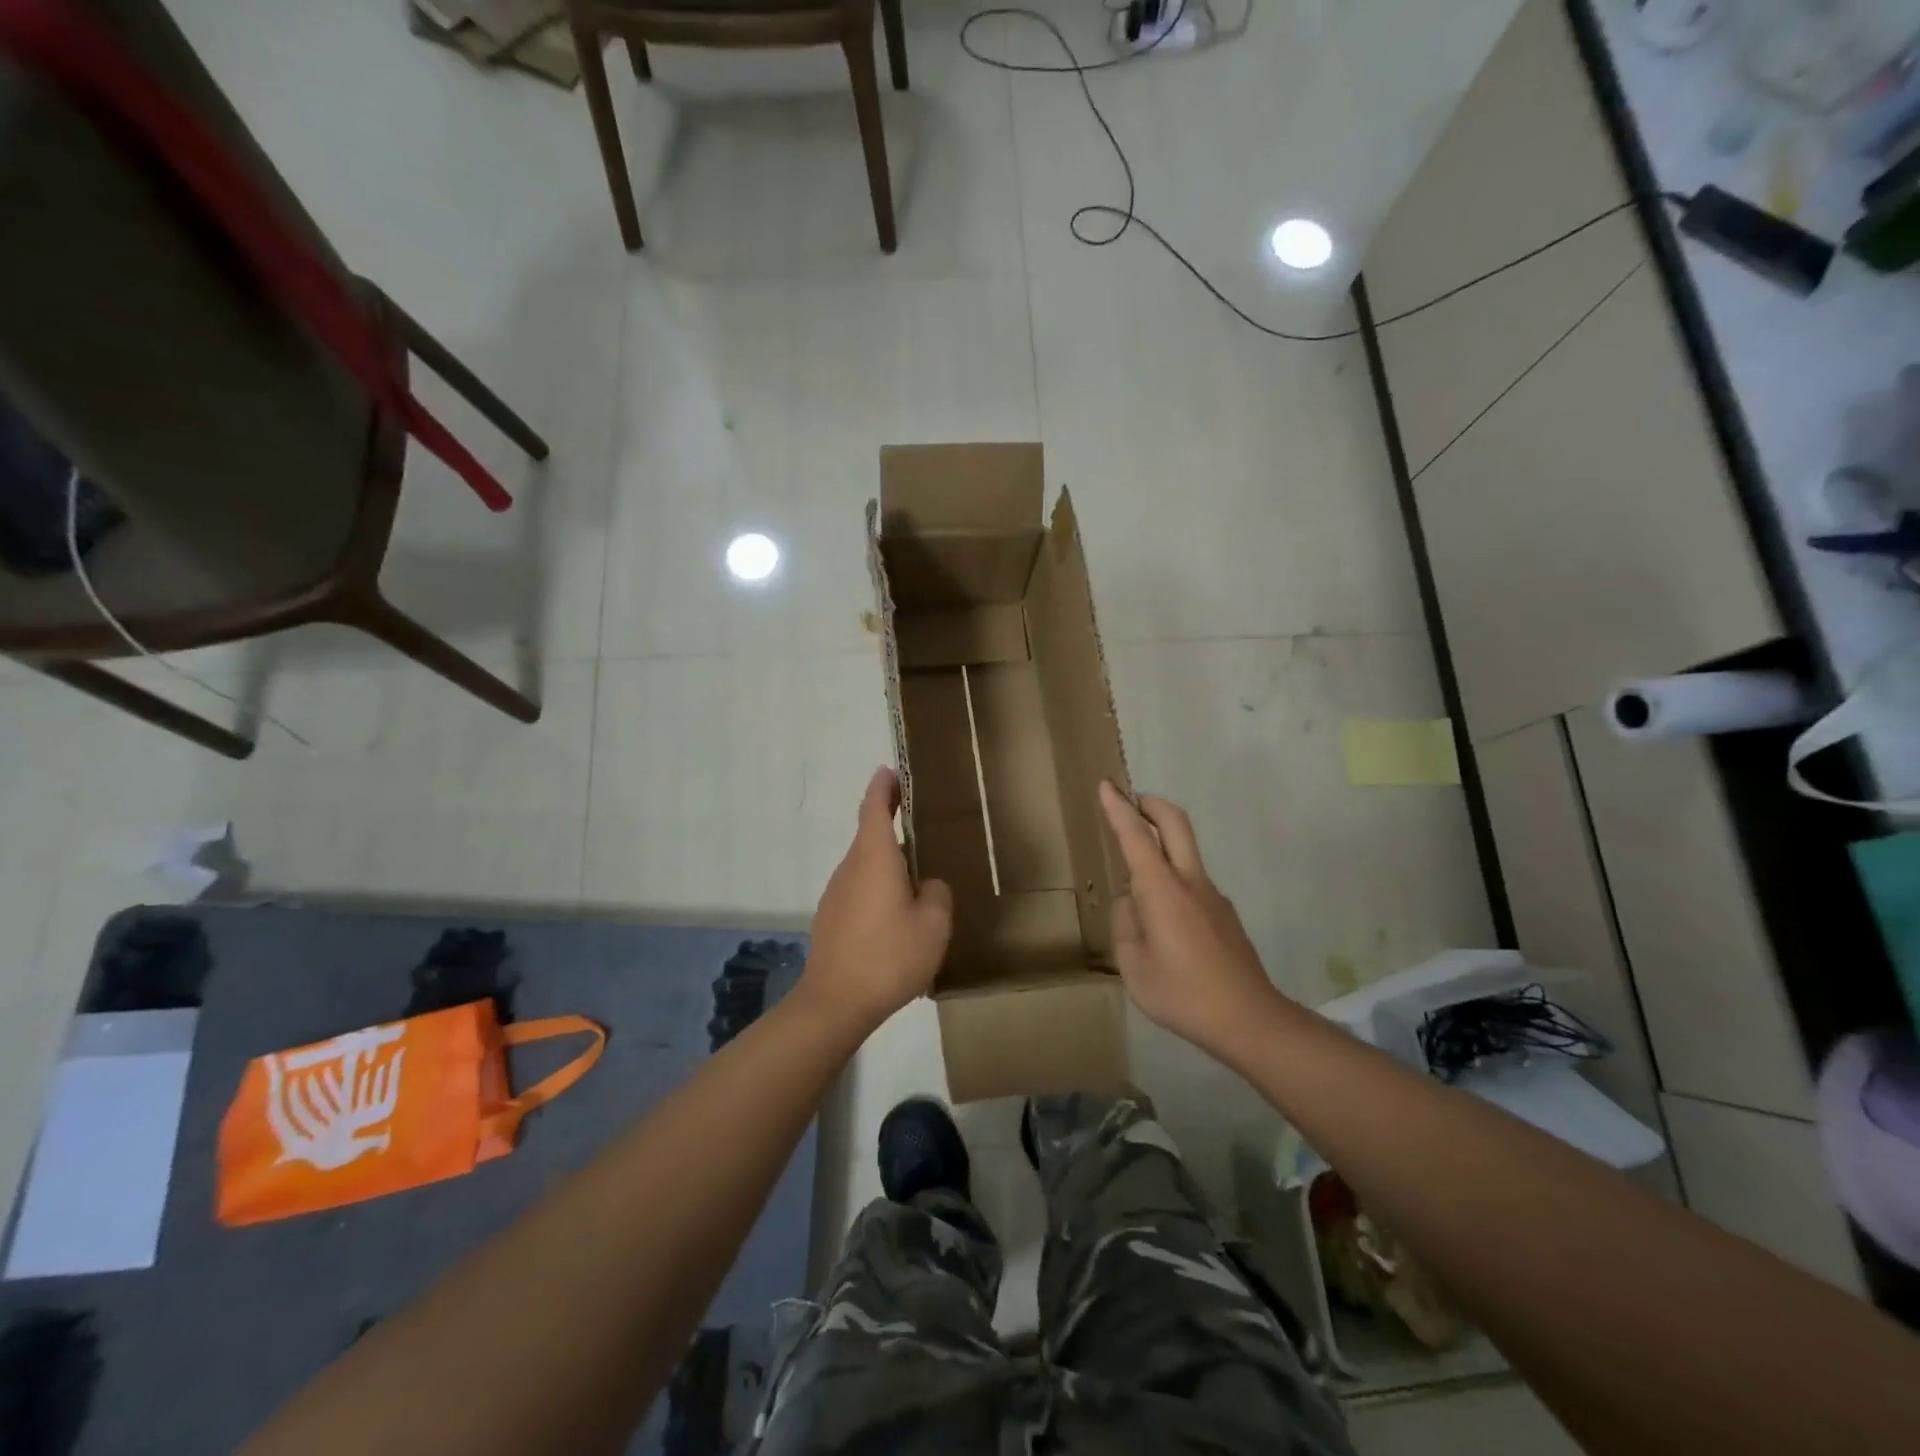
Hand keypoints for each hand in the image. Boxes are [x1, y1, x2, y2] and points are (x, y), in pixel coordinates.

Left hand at [801, 767, 952, 1032]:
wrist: (834, 1003)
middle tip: (920, 829)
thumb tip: (926, 885)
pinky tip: (895, 920)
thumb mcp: (933, 924)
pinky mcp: (830, 920)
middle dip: (891, 827)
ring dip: (887, 866)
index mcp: (874, 858)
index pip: (874, 808)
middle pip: (869, 837)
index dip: (883, 787)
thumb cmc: (888, 956)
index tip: (890, 771)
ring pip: (865, 868)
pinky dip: (877, 891)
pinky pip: (859, 892)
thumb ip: (936, 893)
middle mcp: (850, 868)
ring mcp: (835, 895)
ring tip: (916, 883)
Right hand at [1099, 781, 1285, 1059]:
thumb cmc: (1183, 993)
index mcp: (1162, 889)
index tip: (1107, 786)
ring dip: (1162, 842)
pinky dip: (1172, 879)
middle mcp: (1190, 881)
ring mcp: (1212, 896)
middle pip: (1175, 823)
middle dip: (1150, 803)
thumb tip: (1134, 903)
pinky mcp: (1224, 914)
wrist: (1248, 1019)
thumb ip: (1127, 924)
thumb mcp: (1134, 964)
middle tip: (1130, 800)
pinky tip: (1163, 923)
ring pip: (1185, 852)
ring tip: (1136, 881)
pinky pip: (1192, 883)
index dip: (1119, 808)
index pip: (1136, 836)